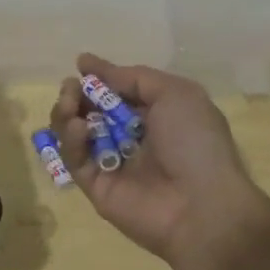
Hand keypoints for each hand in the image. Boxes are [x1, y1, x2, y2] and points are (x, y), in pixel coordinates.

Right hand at [52, 55, 269, 269]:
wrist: (202, 206)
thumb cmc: (194, 142)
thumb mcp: (175, 93)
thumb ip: (132, 77)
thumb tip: (88, 63)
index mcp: (153, 114)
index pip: (117, 91)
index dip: (99, 77)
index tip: (81, 64)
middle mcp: (130, 136)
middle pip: (90, 109)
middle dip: (77, 93)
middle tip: (71, 88)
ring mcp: (111, 162)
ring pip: (75, 131)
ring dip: (67, 111)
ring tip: (70, 103)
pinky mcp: (95, 186)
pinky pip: (75, 158)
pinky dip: (71, 139)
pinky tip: (78, 128)